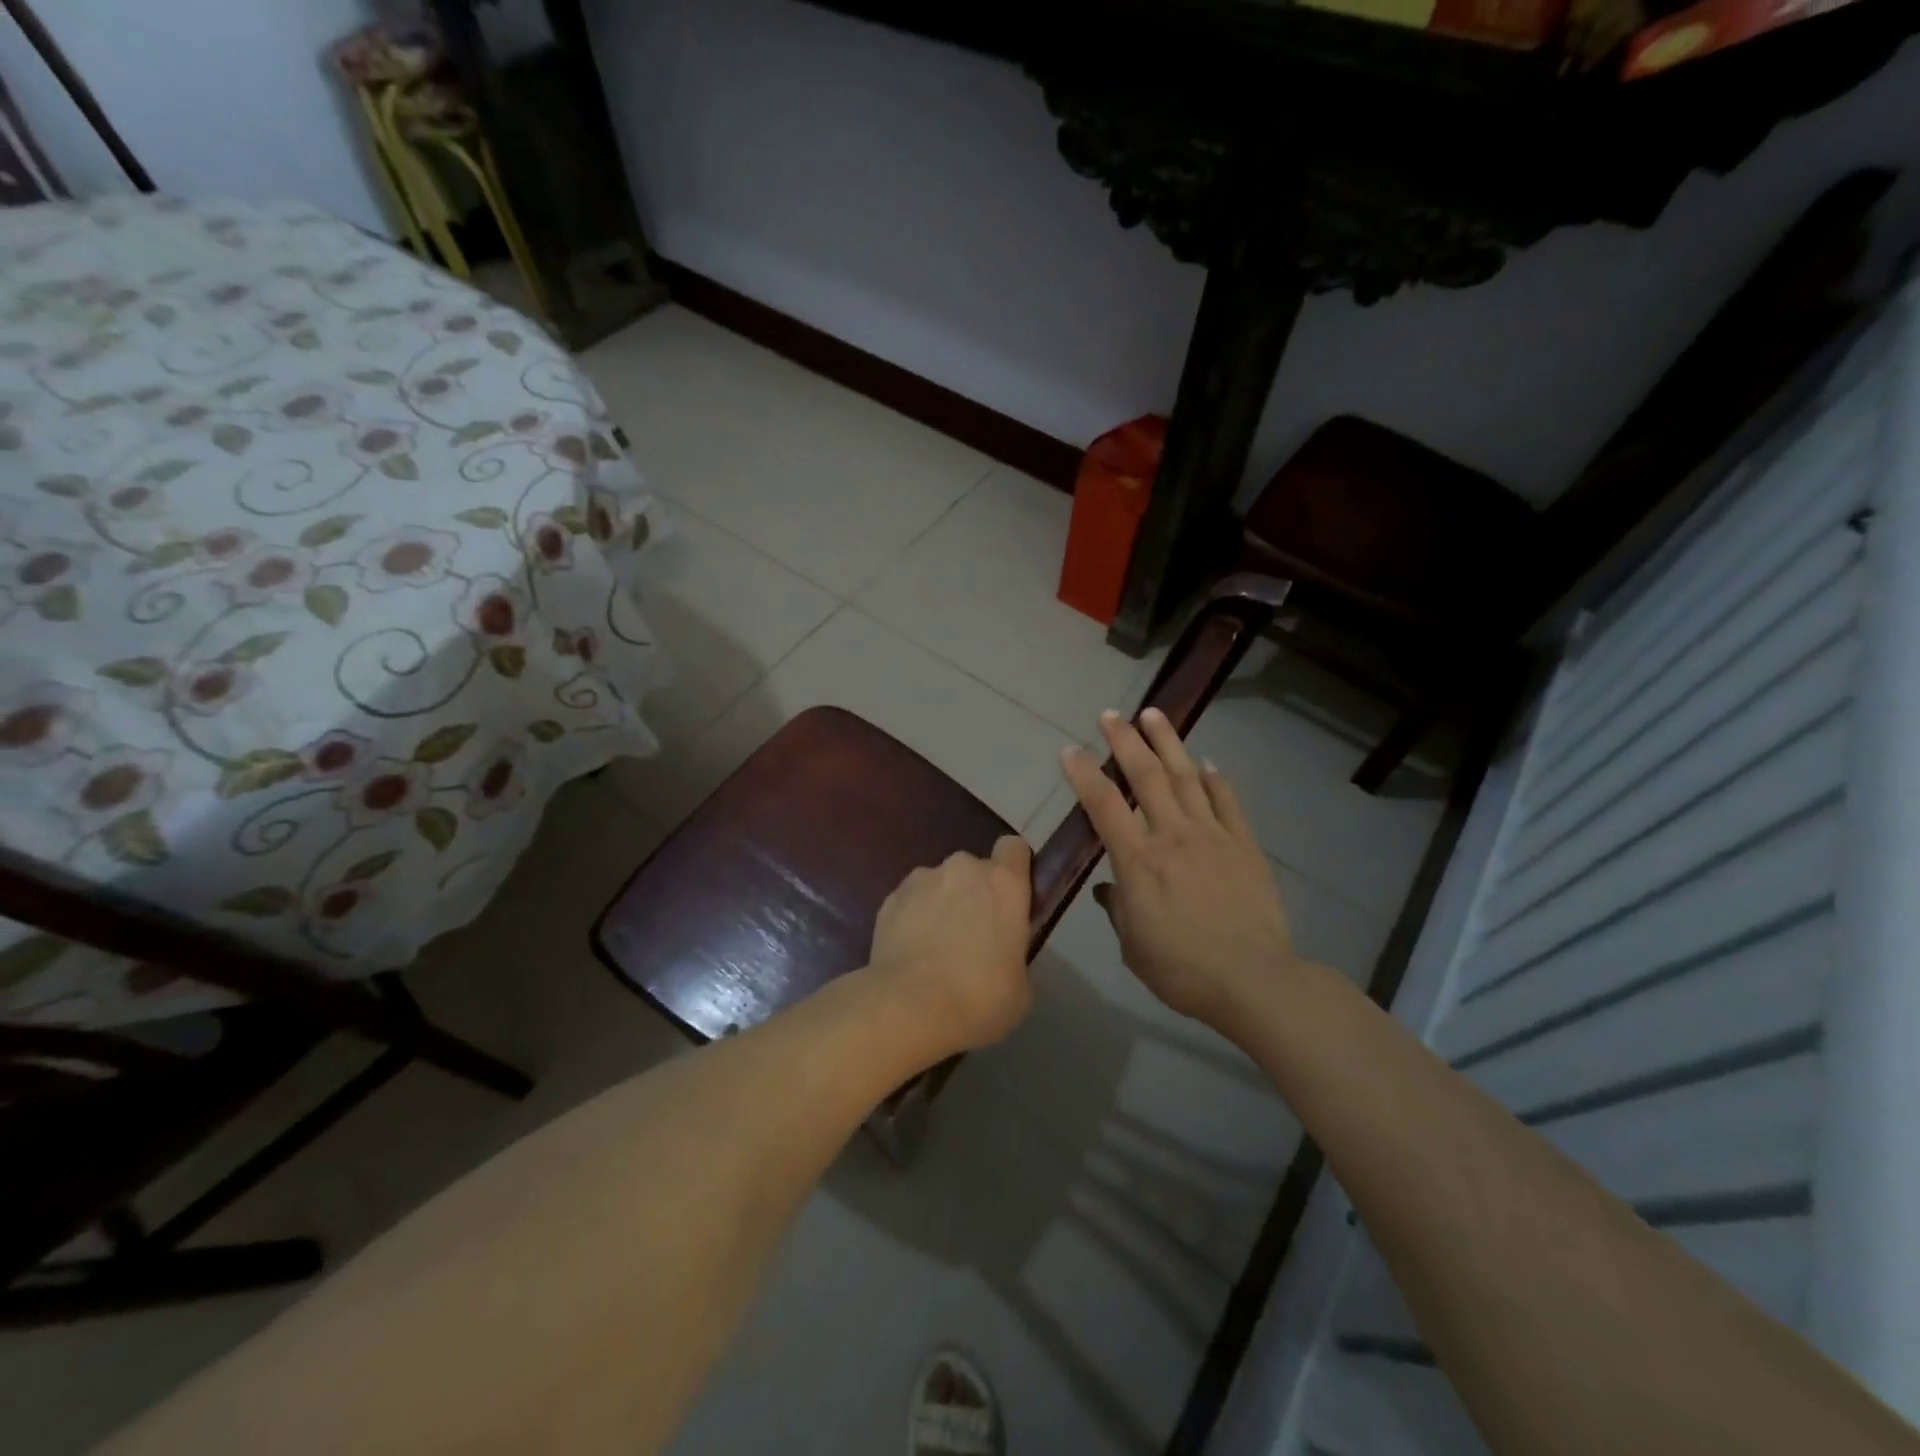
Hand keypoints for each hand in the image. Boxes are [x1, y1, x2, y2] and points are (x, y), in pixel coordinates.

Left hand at [867, 835, 1034, 1053]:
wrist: (909, 1008)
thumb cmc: (979, 998)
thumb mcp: (1021, 987)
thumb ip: (1016, 955)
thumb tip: (1004, 957)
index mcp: (1004, 883)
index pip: (1014, 848)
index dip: (1015, 869)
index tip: (1012, 898)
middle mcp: (963, 869)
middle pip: (973, 869)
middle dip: (974, 893)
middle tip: (973, 936)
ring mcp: (922, 879)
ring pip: (938, 884)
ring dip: (941, 904)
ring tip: (934, 948)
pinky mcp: (890, 898)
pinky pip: (910, 902)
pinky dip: (912, 919)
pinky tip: (910, 953)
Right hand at [1062, 709, 1300, 1032]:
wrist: (1255, 980)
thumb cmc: (1182, 970)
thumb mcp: (1133, 947)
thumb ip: (1118, 909)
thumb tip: (1108, 889)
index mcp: (1138, 861)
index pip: (1103, 805)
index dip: (1083, 774)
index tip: (1070, 750)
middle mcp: (1172, 836)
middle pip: (1145, 776)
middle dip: (1124, 741)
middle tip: (1110, 714)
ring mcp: (1212, 835)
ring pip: (1186, 777)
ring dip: (1168, 742)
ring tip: (1154, 714)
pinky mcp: (1244, 845)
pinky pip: (1227, 801)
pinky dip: (1215, 778)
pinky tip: (1206, 762)